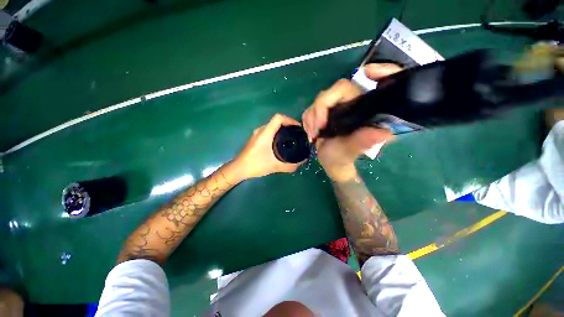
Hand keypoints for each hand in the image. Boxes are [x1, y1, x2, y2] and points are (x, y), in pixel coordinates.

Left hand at [233, 114, 304, 179]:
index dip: (290, 120)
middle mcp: (261, 130)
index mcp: (265, 133)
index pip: (278, 118)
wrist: (239, 168)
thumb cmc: (255, 164)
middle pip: (276, 121)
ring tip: (291, 138)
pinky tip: (281, 143)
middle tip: (297, 134)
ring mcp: (257, 134)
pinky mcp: (256, 138)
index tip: (298, 128)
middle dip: (288, 125)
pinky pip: (269, 131)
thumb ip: (289, 165)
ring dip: (282, 129)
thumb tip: (301, 162)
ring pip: (272, 126)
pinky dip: (277, 134)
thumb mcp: (275, 166)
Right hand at [302, 64, 402, 181]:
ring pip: (318, 101)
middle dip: (318, 111)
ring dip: (311, 118)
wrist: (330, 163)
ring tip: (314, 135)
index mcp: (363, 110)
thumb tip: (384, 133)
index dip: (373, 72)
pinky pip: (310, 109)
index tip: (369, 72)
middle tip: (316, 130)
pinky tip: (312, 132)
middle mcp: (351, 104)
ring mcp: (335, 107)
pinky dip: (308, 121)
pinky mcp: (324, 112)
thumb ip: (362, 142)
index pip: (366, 88)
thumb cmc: (342, 158)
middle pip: (331, 92)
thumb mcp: (350, 152)